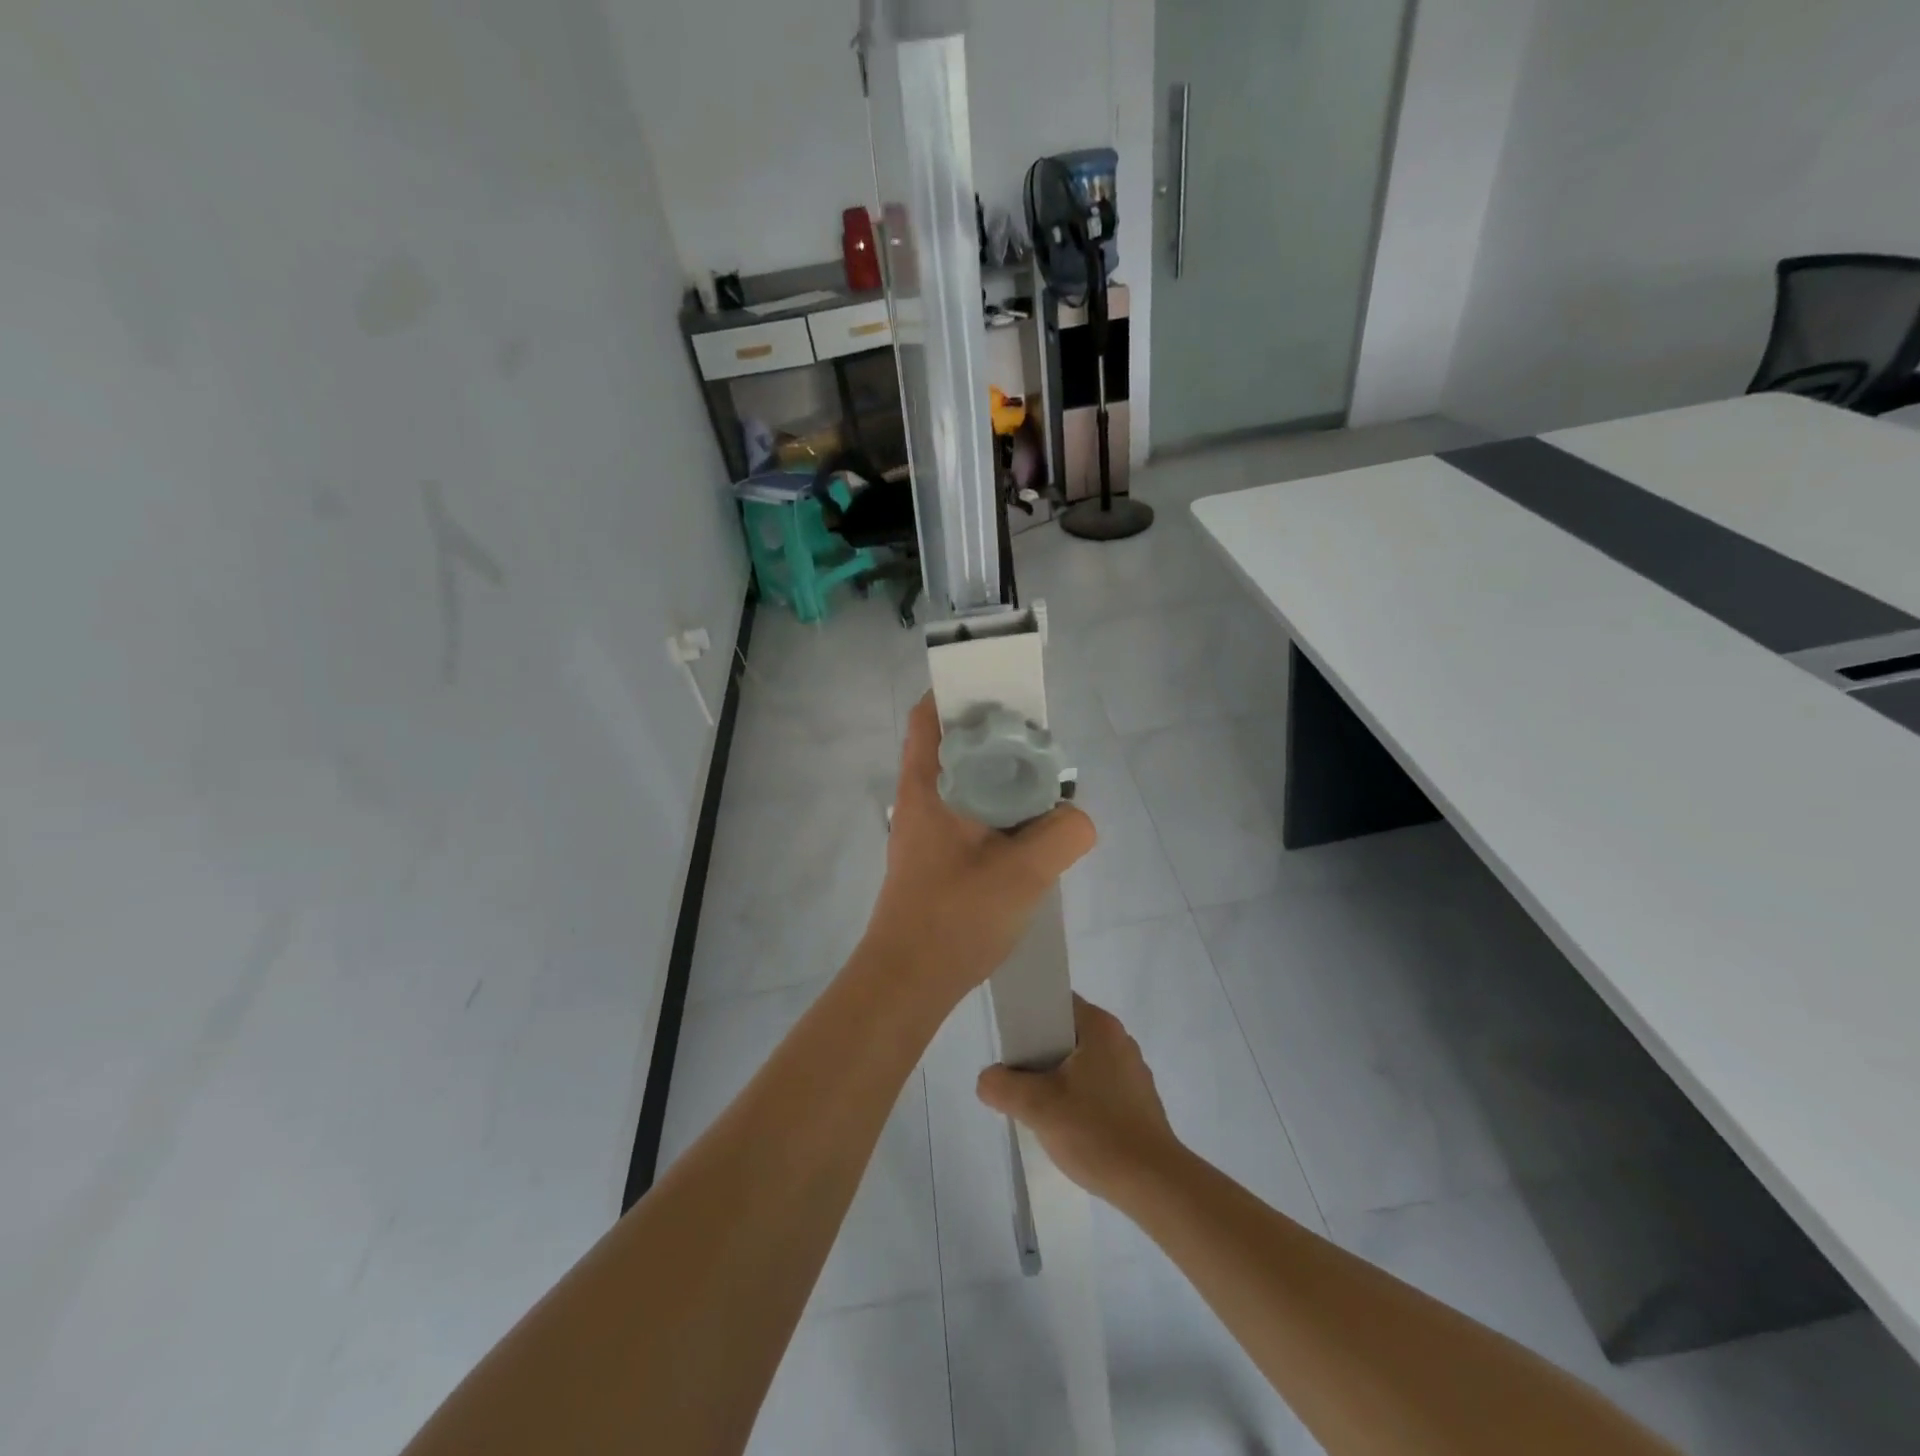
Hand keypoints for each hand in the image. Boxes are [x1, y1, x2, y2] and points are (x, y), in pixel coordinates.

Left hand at [858, 694, 1095, 1009]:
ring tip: (1042, 786)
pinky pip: (969, 812)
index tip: (1006, 690)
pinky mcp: (933, 856)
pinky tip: (1026, 831)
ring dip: (999, 775)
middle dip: (995, 734)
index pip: (932, 714)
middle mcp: (920, 798)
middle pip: (954, 743)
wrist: (907, 983)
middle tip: (1040, 743)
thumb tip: (1075, 818)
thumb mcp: (1024, 873)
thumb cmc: (954, 918)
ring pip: (964, 780)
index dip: (963, 690)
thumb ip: (1063, 833)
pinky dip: (996, 807)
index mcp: (927, 785)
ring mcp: (924, 828)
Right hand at [976, 996, 1182, 1202]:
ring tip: (1037, 1107)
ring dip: (1057, 1080)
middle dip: (1038, 1054)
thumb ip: (1002, 1086)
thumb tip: (988, 1079)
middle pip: (1066, 1034)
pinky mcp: (1138, 1103)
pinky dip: (1078, 1099)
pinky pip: (1097, 1087)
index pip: (1056, 1003)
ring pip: (1081, 1063)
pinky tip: (1067, 1127)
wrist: (1154, 1185)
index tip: (1009, 1044)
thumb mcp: (1037, 1106)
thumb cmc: (1096, 1131)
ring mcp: (1132, 1072)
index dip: (1028, 1017)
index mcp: (1100, 1026)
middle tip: (1016, 1079)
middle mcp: (1120, 1040)